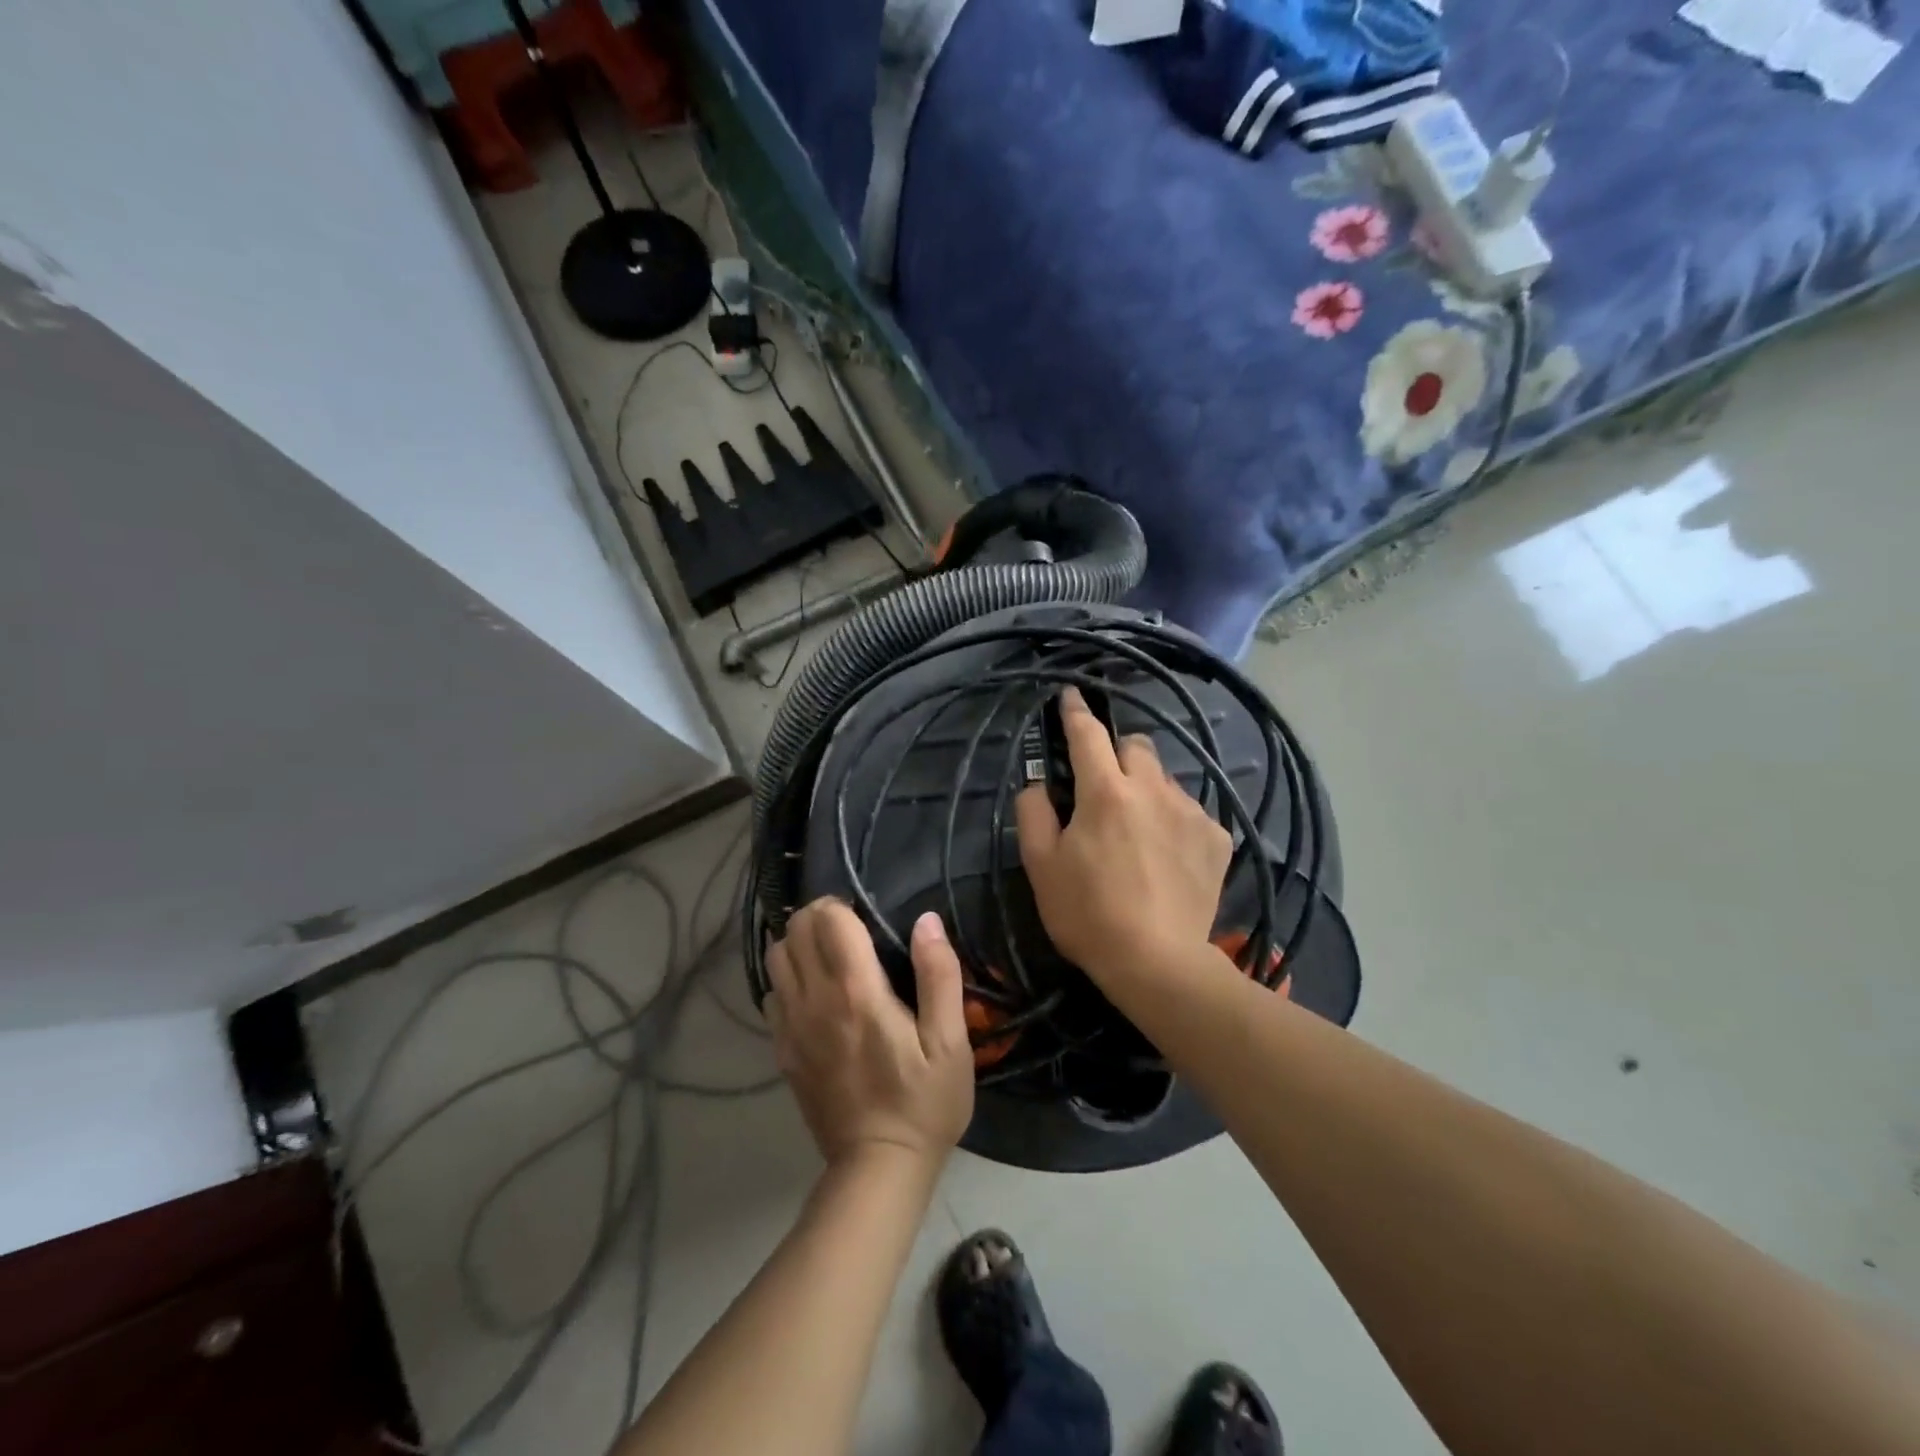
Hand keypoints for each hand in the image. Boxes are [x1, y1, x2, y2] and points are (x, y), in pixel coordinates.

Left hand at [766, 901, 974, 1170]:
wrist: (877, 1168)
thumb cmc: (923, 1102)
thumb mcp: (950, 1042)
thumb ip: (939, 975)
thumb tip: (926, 920)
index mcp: (856, 991)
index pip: (827, 919)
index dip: (842, 906)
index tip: (866, 918)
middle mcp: (814, 1000)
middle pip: (794, 930)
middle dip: (818, 918)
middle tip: (849, 932)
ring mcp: (790, 1026)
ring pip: (775, 958)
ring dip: (798, 945)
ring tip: (830, 957)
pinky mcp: (781, 1049)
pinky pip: (771, 993)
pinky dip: (788, 980)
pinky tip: (815, 995)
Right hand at [1016, 687, 1233, 986]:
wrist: (1158, 963)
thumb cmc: (1088, 914)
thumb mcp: (1040, 866)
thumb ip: (1033, 812)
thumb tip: (1039, 784)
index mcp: (1105, 792)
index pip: (1088, 734)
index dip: (1075, 711)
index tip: (1071, 695)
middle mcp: (1153, 789)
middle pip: (1136, 745)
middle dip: (1117, 752)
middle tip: (1104, 785)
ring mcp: (1191, 812)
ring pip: (1165, 778)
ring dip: (1147, 788)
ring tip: (1138, 829)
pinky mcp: (1217, 838)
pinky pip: (1190, 810)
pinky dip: (1173, 819)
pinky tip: (1167, 855)